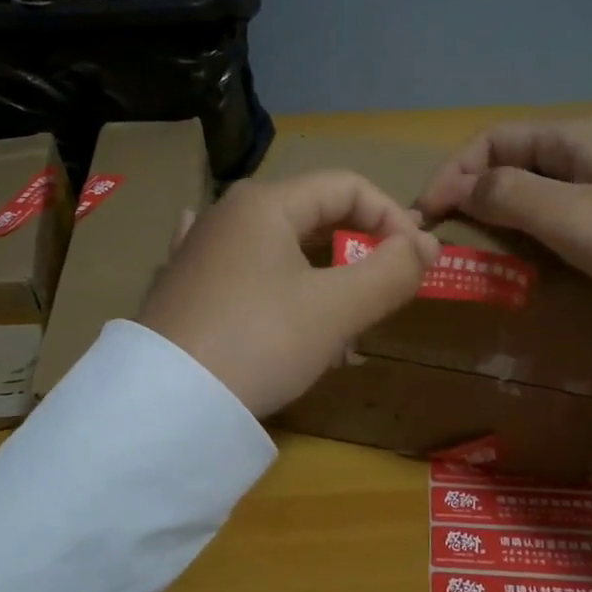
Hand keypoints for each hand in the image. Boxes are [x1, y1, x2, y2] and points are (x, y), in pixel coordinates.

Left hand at [138, 171, 440, 415]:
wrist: (166, 404)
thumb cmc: (259, 341)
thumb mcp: (336, 309)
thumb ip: (390, 272)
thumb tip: (426, 246)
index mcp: (265, 203)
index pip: (347, 187)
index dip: (392, 217)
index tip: (419, 262)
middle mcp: (228, 214)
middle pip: (314, 216)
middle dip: (359, 251)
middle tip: (387, 291)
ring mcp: (199, 251)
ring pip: (281, 250)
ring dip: (323, 278)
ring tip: (343, 323)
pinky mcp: (184, 288)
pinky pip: (246, 275)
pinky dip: (276, 288)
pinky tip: (272, 296)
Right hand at [415, 119, 591, 308]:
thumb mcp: (570, 216)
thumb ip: (509, 195)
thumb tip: (464, 188)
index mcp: (573, 137)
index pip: (492, 140)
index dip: (453, 171)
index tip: (429, 213)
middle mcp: (589, 147)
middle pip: (514, 157)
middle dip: (473, 188)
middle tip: (448, 229)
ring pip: (538, 183)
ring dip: (502, 207)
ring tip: (479, 241)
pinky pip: (564, 205)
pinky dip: (534, 222)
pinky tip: (531, 248)